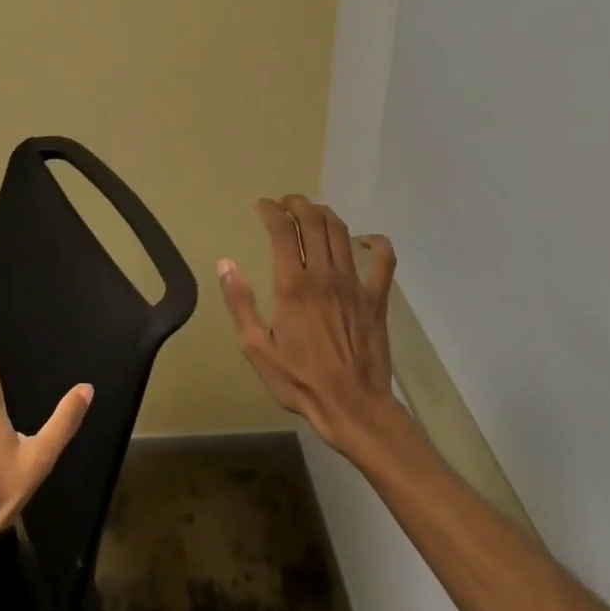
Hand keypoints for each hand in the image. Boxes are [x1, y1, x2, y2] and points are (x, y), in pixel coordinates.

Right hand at [218, 196, 398, 459]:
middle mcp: (324, 276)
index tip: (260, 206)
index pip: (282, 231)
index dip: (270, 211)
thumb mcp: (256, 347)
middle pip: (314, 222)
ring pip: (342, 233)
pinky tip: (365, 240)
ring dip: (325, 214)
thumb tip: (225, 263)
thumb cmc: (299, 380)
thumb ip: (240, 302)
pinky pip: (384, 260)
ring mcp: (354, 284)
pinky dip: (376, 242)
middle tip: (284, 203)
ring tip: (311, 212)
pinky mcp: (377, 298)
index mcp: (293, 286)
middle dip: (297, 204)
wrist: (353, 407)